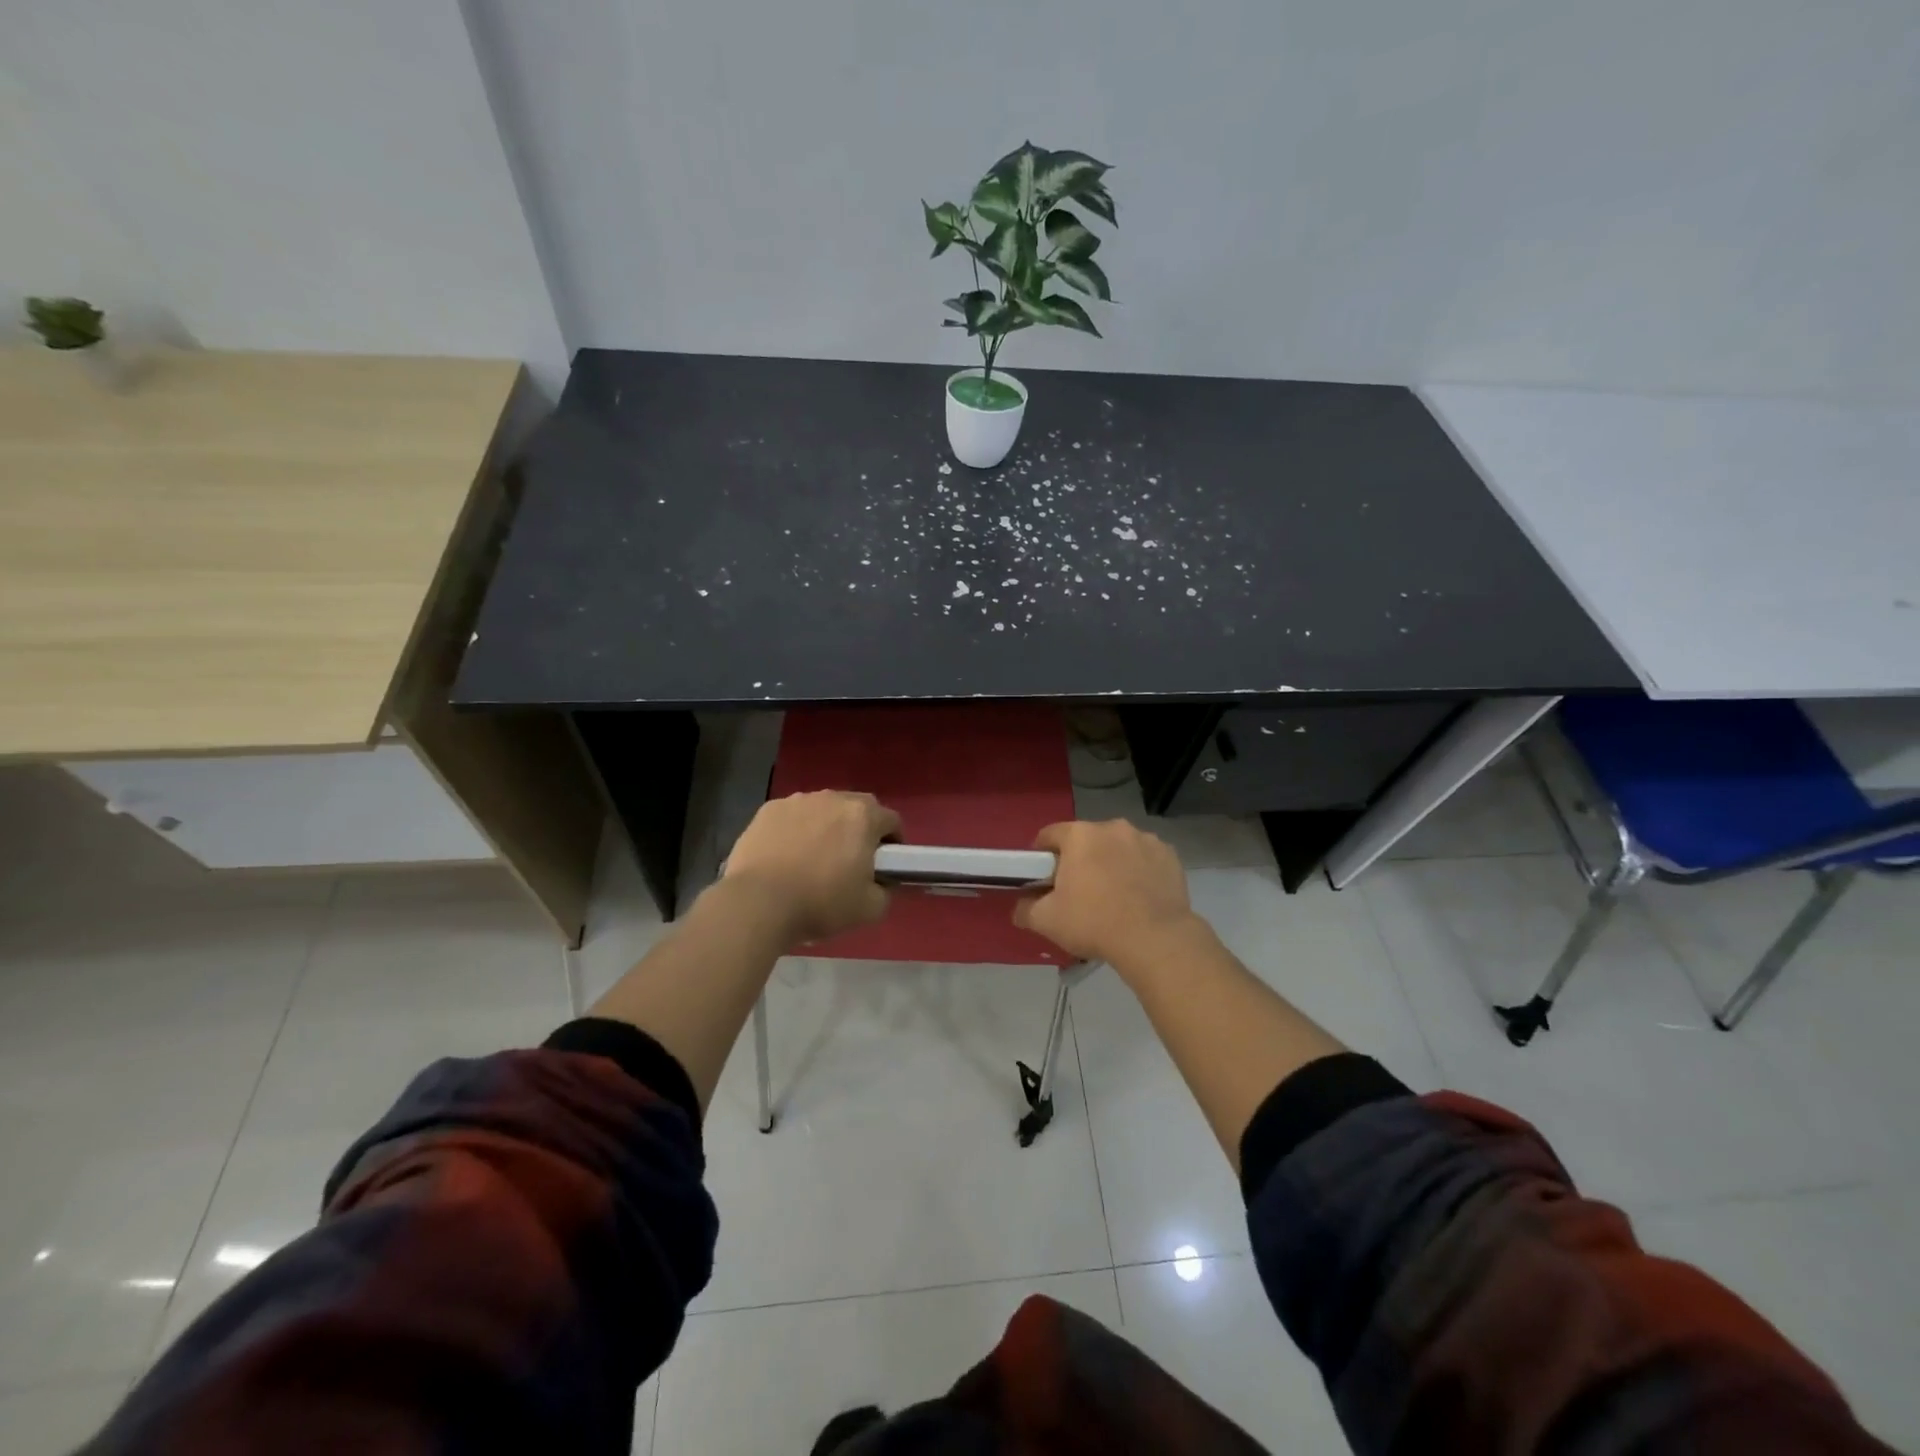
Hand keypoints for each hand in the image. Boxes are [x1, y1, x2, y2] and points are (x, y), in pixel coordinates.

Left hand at [722, 791, 900, 943]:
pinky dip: (795, 830)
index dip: (893, 842)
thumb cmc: (820, 902)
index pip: (891, 820)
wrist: (758, 902)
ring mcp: (797, 801)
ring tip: (814, 858)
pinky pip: (792, 816)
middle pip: (857, 808)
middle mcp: (832, 798)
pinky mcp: (768, 810)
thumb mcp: (869, 909)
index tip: (885, 864)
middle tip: (851, 860)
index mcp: (863, 816)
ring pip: (822, 809)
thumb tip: (880, 883)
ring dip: (826, 827)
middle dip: (859, 829)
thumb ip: (885, 891)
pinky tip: (786, 856)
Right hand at [1013, 819, 1197, 967]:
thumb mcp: (1047, 921)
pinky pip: (1145, 858)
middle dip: (1080, 859)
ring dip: (1111, 862)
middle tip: (1077, 890)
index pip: (1050, 835)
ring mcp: (1144, 839)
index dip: (1041, 854)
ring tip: (1112, 895)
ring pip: (1118, 847)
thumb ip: (1026, 909)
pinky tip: (1139, 895)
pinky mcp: (1169, 855)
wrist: (1155, 939)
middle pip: (1086, 840)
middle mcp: (1112, 827)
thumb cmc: (1094, 923)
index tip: (1041, 876)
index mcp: (1080, 835)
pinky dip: (1139, 870)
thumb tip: (1020, 907)